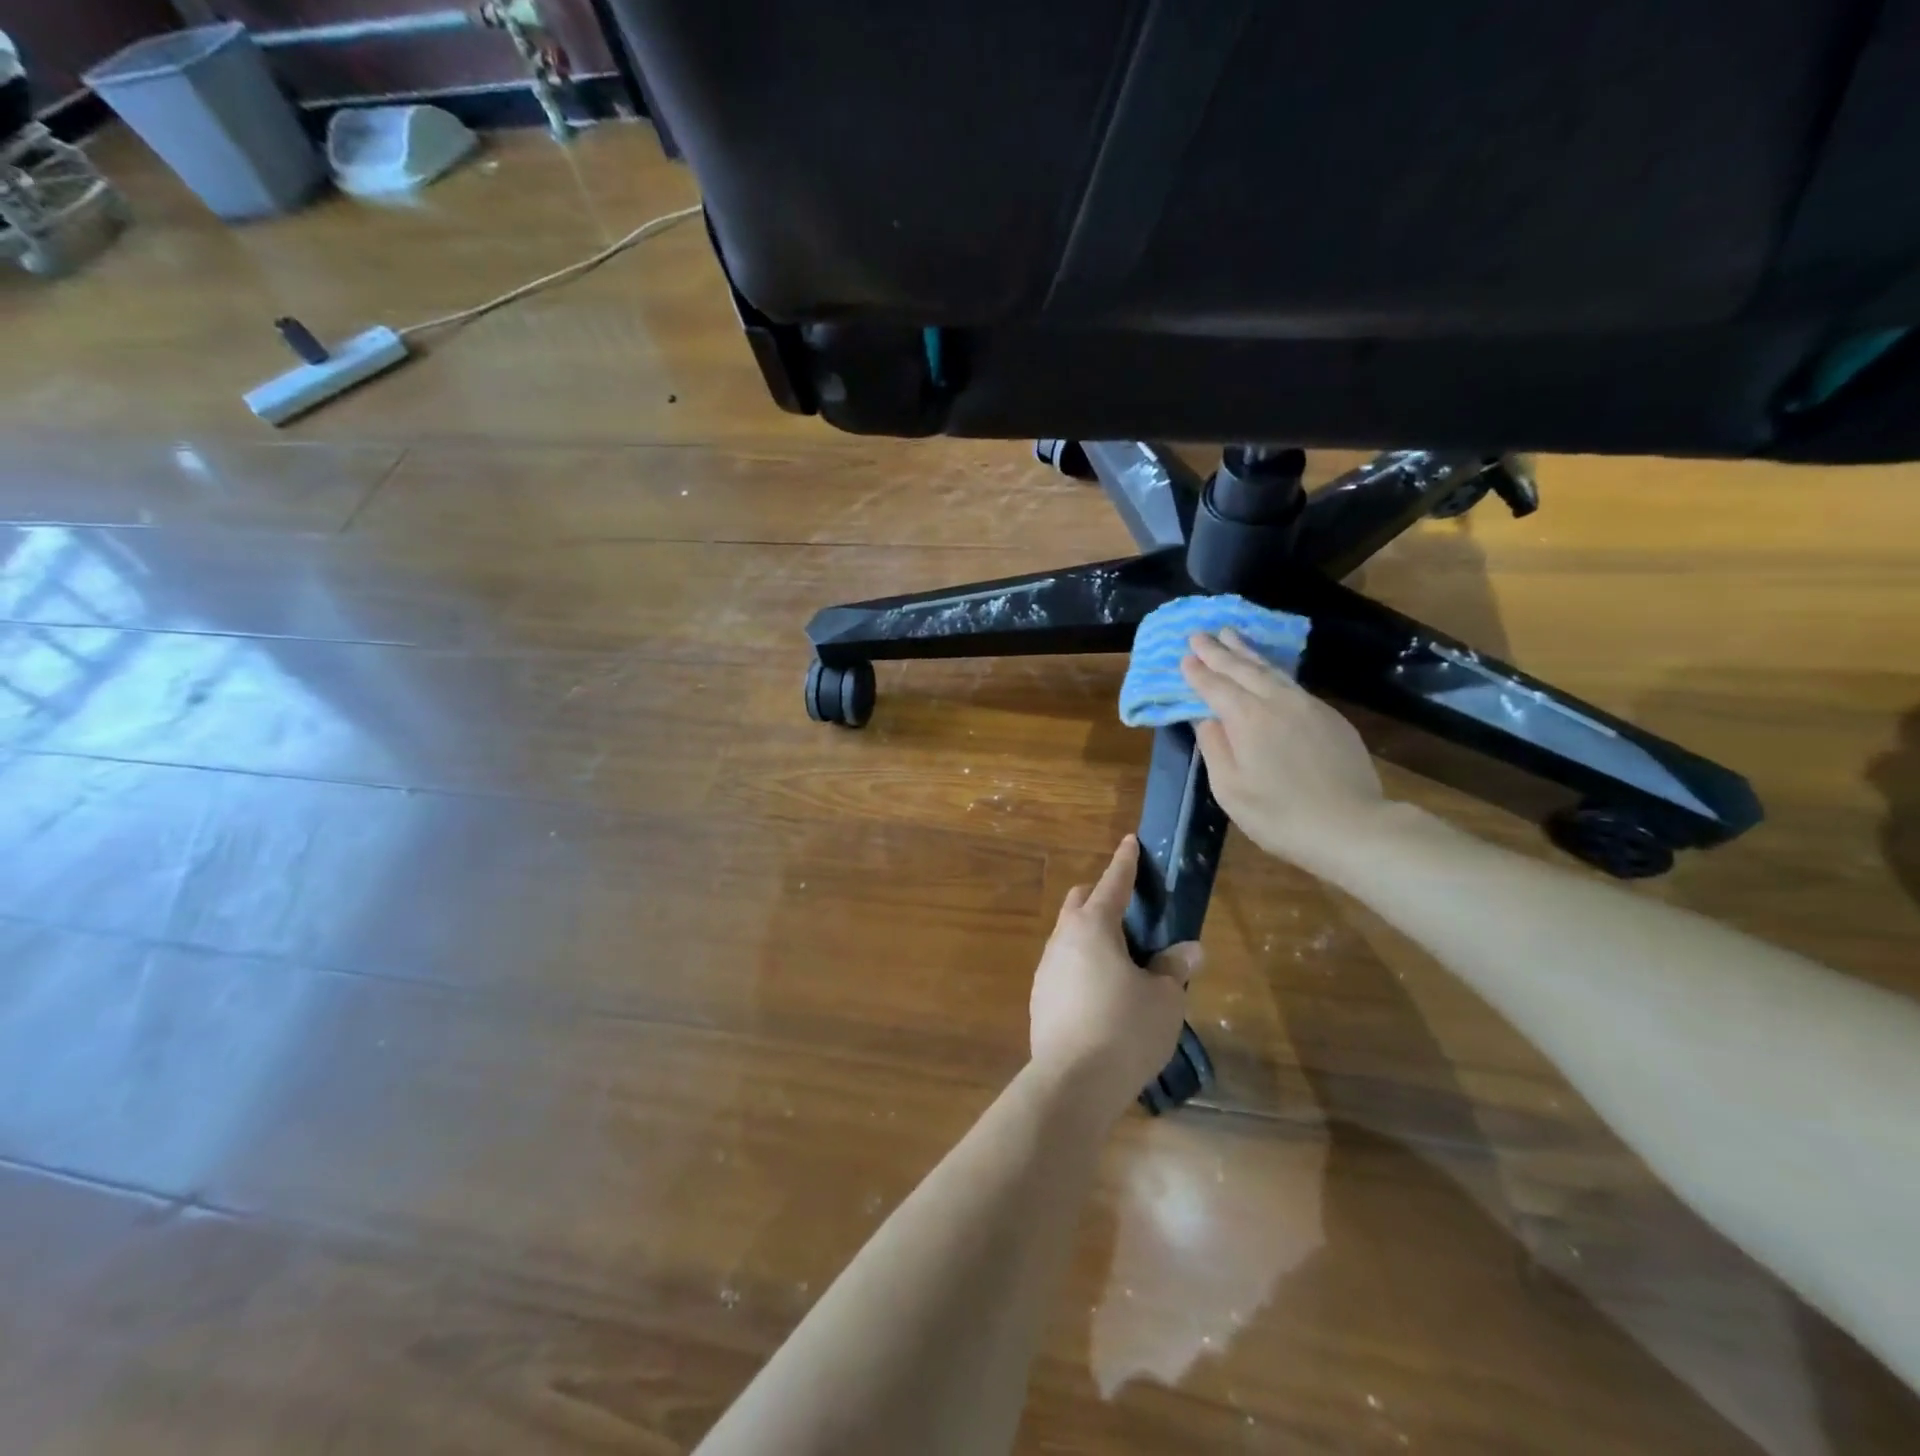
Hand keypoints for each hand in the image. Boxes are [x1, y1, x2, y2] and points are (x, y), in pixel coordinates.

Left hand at [1029, 836, 1202, 1119]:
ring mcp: (1046, 968)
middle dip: (1102, 897)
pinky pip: (1064, 966)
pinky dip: (1083, 965)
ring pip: (1068, 935)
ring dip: (1091, 935)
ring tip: (1122, 961)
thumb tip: (1190, 949)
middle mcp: (1063, 939)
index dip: (1125, 863)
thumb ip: (1174, 967)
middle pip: (1080, 903)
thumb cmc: (1125, 1029)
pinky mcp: (1040, 997)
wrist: (1072, 1082)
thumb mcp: (1164, 999)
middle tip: (1131, 914)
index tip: (1130, 842)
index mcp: (1094, 927)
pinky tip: (1102, 994)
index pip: (1113, 884)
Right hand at [1181, 629, 1386, 867]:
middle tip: (1199, 634)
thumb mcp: (1230, 788)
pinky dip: (1272, 671)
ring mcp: (1308, 706)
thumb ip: (1214, 747)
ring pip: (1271, 670)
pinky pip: (1292, 683)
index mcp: (1247, 718)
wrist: (1351, 826)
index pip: (1215, 686)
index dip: (1197, 671)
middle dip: (1218, 650)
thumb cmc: (1279, 814)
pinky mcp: (1330, 716)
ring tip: (1231, 636)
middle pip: (1243, 668)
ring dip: (1247, 652)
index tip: (1183, 656)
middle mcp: (1277, 702)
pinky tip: (1268, 671)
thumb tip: (1205, 717)